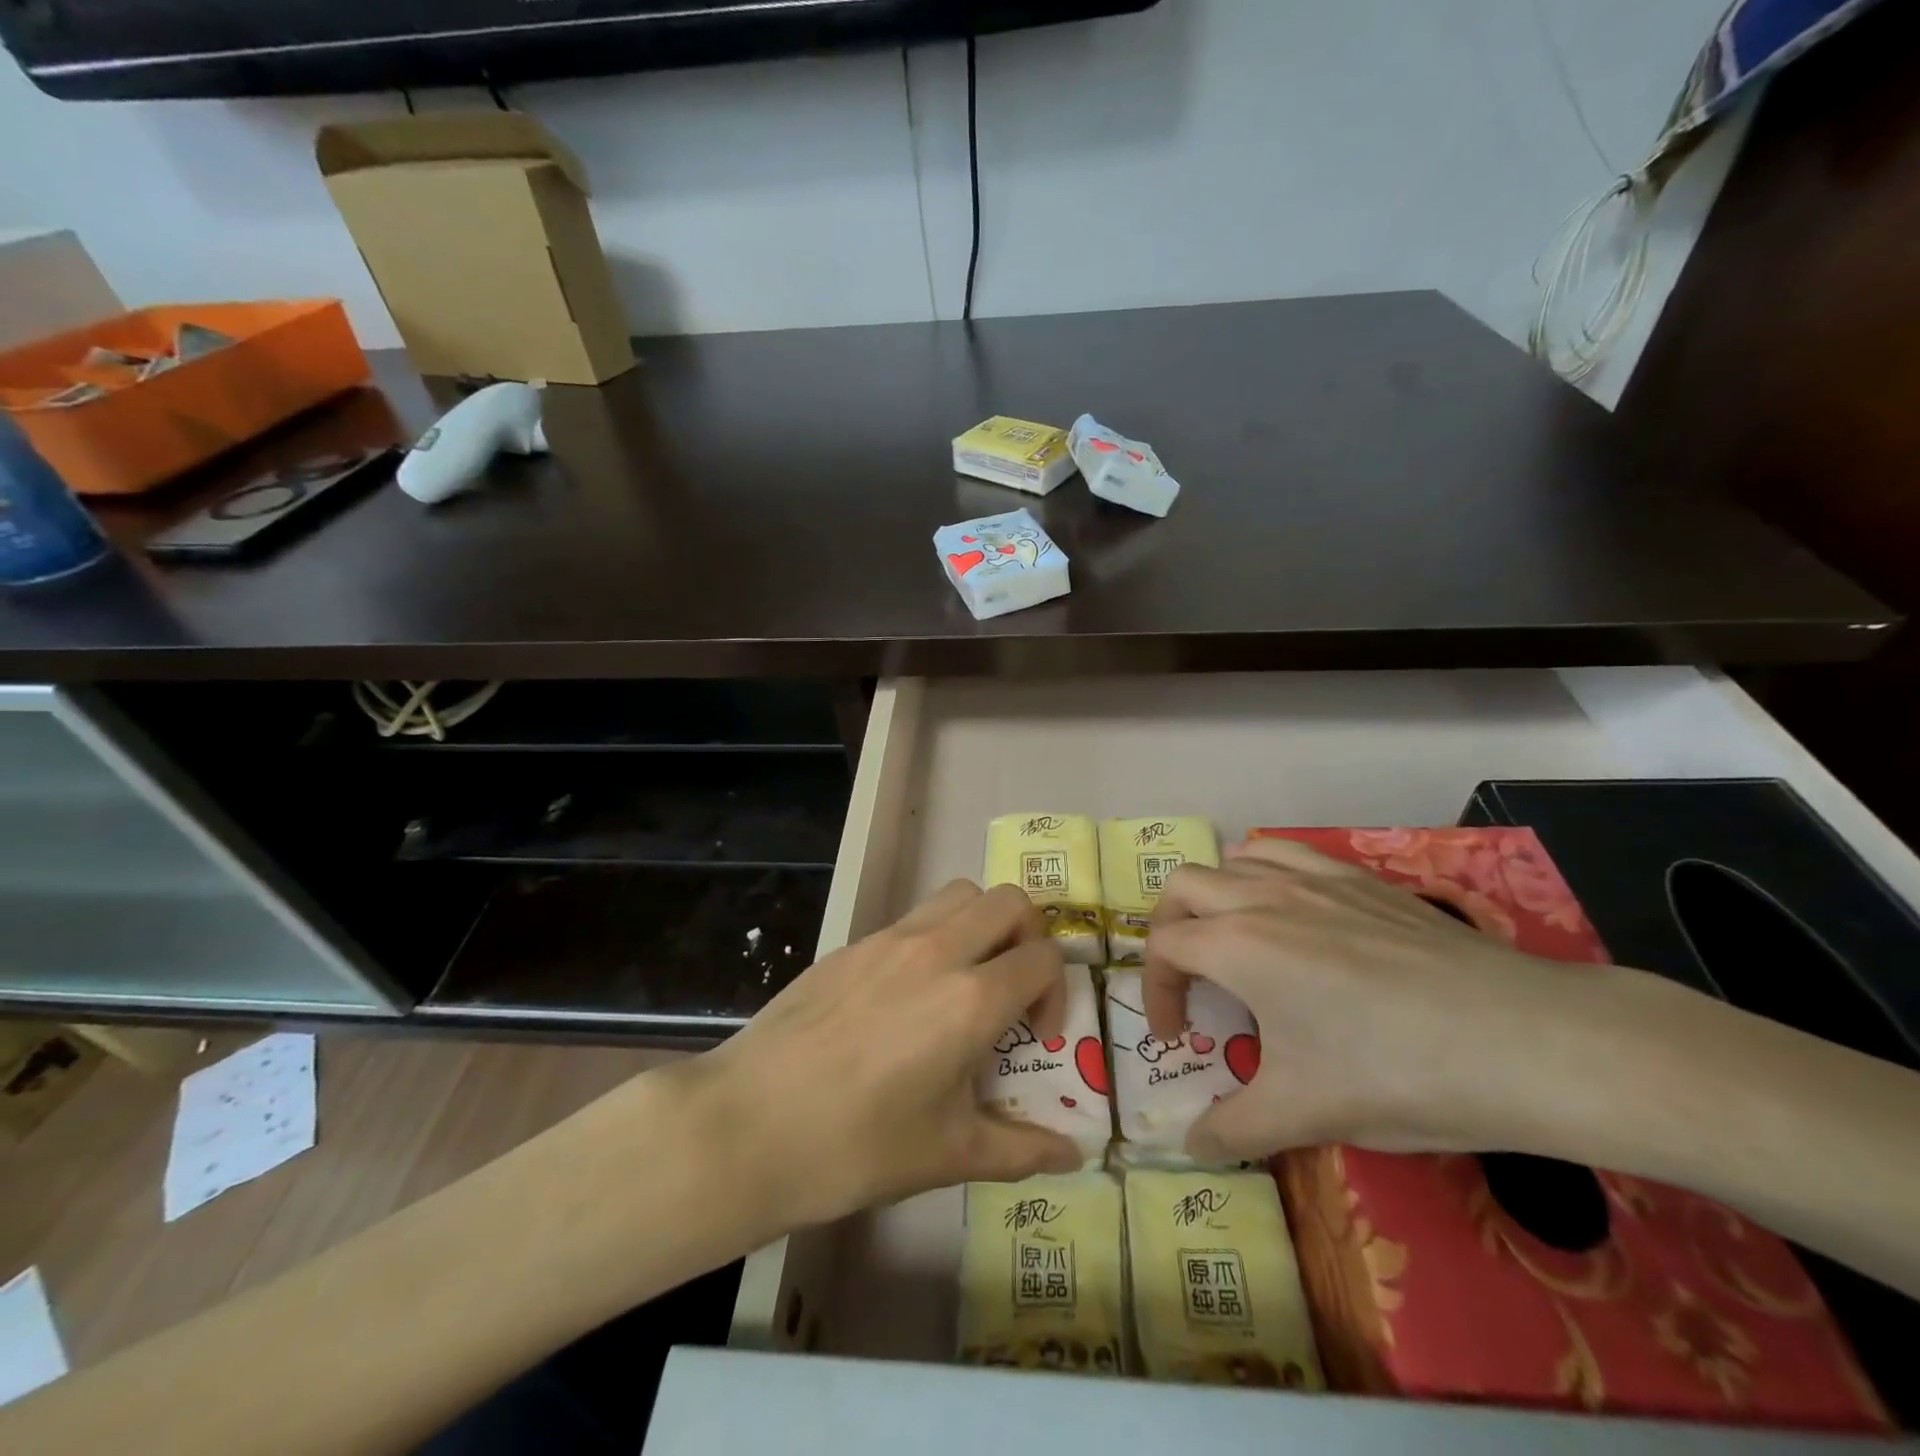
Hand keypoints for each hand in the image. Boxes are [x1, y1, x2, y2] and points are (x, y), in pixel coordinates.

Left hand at [694, 880, 1080, 1230]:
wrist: (747, 1124)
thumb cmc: (854, 1146)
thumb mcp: (947, 1155)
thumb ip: (1020, 1148)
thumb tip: (1074, 1156)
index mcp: (969, 999)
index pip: (1044, 958)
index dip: (1056, 994)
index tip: (1036, 1038)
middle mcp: (937, 951)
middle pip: (1009, 901)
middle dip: (1029, 938)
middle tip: (1011, 990)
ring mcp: (889, 939)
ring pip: (959, 895)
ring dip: (982, 925)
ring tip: (966, 982)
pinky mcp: (852, 944)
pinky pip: (913, 917)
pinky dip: (935, 937)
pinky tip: (908, 997)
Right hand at [1144, 837, 1599, 1161]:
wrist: (1525, 1041)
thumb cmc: (1398, 1073)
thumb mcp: (1305, 1112)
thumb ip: (1233, 1129)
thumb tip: (1190, 1147)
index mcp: (1237, 945)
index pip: (1162, 947)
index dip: (1155, 993)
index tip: (1178, 1039)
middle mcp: (1263, 896)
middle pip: (1183, 886)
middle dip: (1168, 928)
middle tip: (1189, 978)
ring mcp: (1314, 877)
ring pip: (1234, 858)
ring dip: (1215, 894)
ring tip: (1234, 940)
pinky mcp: (1360, 876)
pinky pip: (1287, 853)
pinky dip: (1265, 873)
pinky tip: (1291, 912)